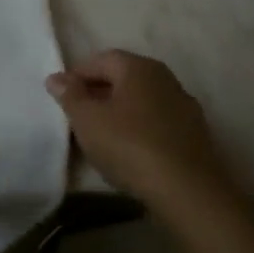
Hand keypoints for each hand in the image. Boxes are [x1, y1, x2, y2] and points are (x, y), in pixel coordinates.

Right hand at [45, 51, 234, 204]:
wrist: (188, 192)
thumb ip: (69, 94)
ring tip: (101, 136)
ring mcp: (186, 108)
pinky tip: (129, 151)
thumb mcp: (86, 119)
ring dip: (120, 113)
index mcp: (139, 67)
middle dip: (98, 93)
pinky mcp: (196, 137)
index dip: (77, 75)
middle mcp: (166, 79)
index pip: (101, 60)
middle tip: (77, 115)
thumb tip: (57, 78)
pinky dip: (139, 130)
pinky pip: (157, 123)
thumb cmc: (129, 145)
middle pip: (123, 79)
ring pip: (141, 103)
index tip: (61, 96)